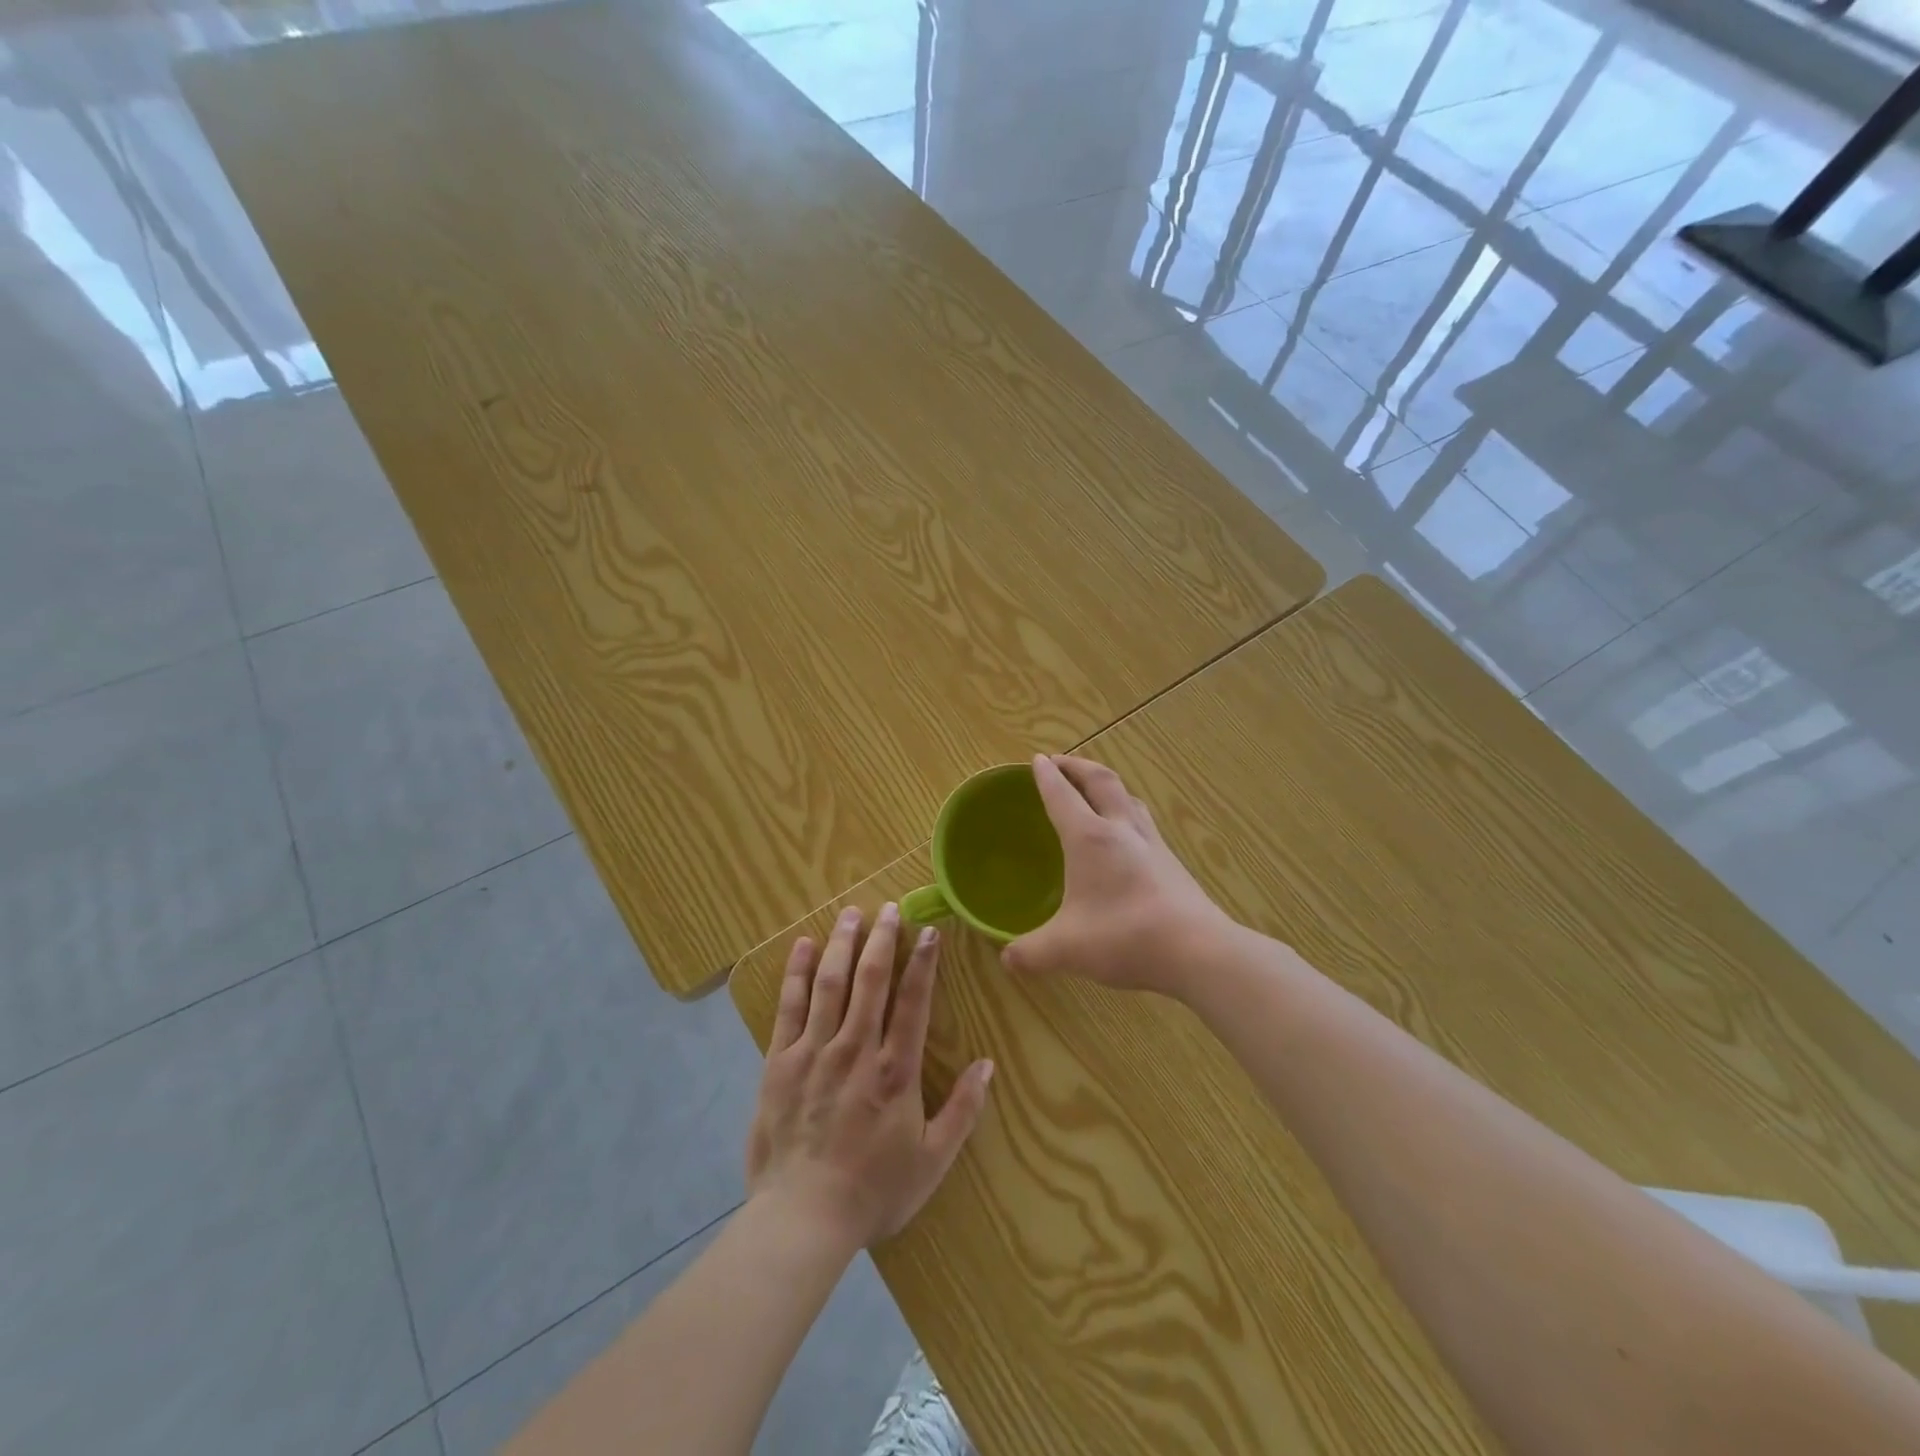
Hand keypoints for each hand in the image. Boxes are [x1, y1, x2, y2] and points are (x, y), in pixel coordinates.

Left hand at [745, 903, 993, 1255]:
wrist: (802, 1218)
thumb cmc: (873, 1191)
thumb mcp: (933, 1160)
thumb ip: (963, 1110)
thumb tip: (989, 1064)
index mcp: (896, 1070)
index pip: (913, 1002)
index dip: (924, 963)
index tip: (929, 932)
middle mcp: (856, 1049)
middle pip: (871, 980)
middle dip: (882, 940)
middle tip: (888, 908)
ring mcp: (815, 1051)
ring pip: (831, 984)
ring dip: (843, 944)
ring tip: (851, 913)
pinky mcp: (780, 1062)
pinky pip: (789, 1007)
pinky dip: (796, 973)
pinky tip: (803, 946)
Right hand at [1002, 755, 1235, 996]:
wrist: (1197, 950)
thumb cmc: (1124, 937)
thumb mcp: (1066, 949)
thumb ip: (1031, 952)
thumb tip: (1007, 959)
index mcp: (1089, 838)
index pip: (1062, 795)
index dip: (1047, 776)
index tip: (1036, 760)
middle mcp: (1121, 829)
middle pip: (1101, 781)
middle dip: (1077, 766)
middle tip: (1060, 762)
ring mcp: (1152, 843)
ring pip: (1128, 798)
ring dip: (1107, 785)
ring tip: (1094, 790)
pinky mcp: (1172, 862)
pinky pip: (1144, 822)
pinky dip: (1127, 812)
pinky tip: (1126, 835)